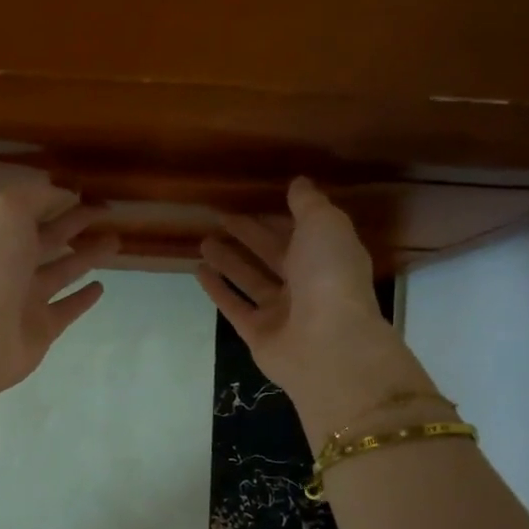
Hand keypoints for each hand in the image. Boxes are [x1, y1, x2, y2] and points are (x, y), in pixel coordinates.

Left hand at [0, 183, 118, 405]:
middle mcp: (12, 265)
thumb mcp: (8, 211)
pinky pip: (67, 308)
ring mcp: (27, 299)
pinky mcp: (43, 328)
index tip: (89, 192)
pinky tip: (101, 287)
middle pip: (49, 239)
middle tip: (108, 214)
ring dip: (86, 257)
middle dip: (75, 225)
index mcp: (0, 235)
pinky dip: (83, 298)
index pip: (33, 211)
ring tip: (114, 243)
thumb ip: (37, 197)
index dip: (59, 199)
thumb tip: (64, 193)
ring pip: (62, 272)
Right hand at [197, 178, 436, 443]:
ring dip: (228, 261)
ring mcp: (281, 312)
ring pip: (251, 280)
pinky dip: (218, 290)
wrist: (327, 344)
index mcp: (328, 257)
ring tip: (203, 242)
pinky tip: (198, 271)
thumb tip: (298, 183)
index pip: (299, 232)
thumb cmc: (330, 276)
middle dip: (249, 236)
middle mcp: (306, 284)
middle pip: (272, 255)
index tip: (251, 200)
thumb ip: (308, 204)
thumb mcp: (324, 225)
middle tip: (220, 217)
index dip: (277, 217)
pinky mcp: (257, 334)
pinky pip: (235, 307)